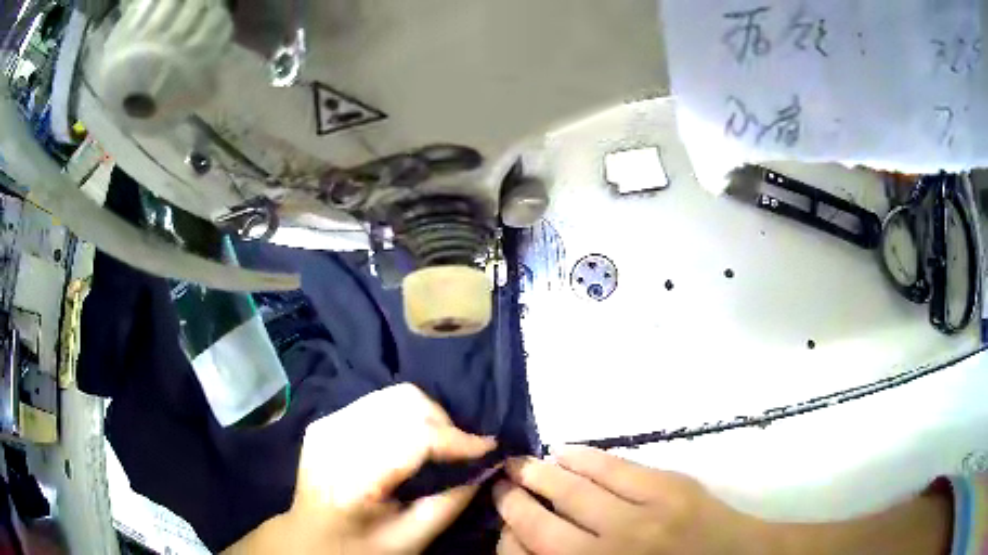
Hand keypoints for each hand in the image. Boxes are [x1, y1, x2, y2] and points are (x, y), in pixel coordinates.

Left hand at [226, 384, 495, 554]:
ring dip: (426, 415)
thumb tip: (485, 467)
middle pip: (404, 404)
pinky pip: (378, 401)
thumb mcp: (410, 540)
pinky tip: (411, 439)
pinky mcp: (325, 420)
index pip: (414, 439)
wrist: (308, 539)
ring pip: (393, 395)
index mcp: (353, 479)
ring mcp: (326, 425)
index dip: (457, 439)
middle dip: (444, 423)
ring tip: (440, 443)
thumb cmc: (359, 549)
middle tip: (462, 450)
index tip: (489, 447)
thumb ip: (450, 503)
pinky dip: (405, 415)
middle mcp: (335, 440)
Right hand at [494, 446, 767, 554]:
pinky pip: (615, 467)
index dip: (508, 535)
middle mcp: (607, 551)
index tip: (502, 519)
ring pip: (573, 489)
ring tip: (522, 463)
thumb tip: (530, 540)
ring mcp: (640, 517)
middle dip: (514, 499)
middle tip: (501, 482)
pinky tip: (567, 453)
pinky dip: (585, 458)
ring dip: (542, 474)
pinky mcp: (669, 488)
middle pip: (542, 522)